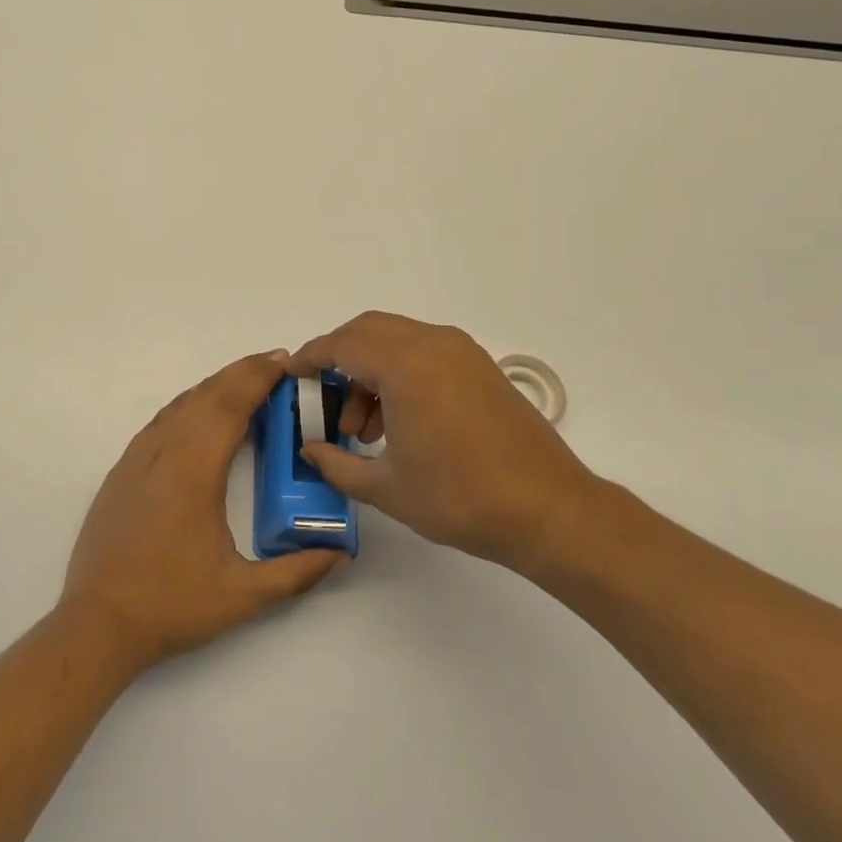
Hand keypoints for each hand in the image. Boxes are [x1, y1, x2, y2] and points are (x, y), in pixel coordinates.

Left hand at [62, 350, 347, 672]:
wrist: (98, 623)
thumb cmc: (172, 605)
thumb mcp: (243, 596)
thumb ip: (296, 573)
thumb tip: (340, 553)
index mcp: (194, 471)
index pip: (230, 407)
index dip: (257, 378)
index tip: (284, 362)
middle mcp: (164, 452)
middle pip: (206, 396)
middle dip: (241, 373)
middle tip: (274, 363)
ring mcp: (137, 458)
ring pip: (180, 404)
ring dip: (214, 387)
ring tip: (245, 383)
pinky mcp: (122, 470)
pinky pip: (161, 421)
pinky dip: (188, 405)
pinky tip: (201, 415)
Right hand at [292, 312, 600, 575]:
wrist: (548, 510)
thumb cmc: (460, 498)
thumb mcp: (386, 488)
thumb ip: (337, 465)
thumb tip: (311, 451)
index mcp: (405, 366)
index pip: (342, 345)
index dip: (311, 358)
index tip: (292, 374)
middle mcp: (432, 344)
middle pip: (368, 331)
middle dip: (339, 359)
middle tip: (326, 401)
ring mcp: (461, 352)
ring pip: (397, 340)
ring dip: (371, 370)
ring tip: (366, 430)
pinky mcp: (480, 366)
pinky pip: (424, 352)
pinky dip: (400, 372)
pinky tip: (400, 421)